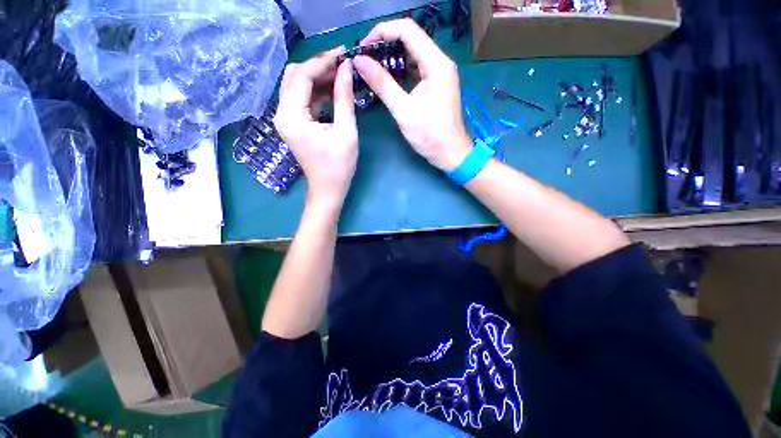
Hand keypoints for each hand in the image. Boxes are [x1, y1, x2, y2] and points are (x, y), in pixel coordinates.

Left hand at [274, 47, 357, 208]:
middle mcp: (282, 113)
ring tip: (341, 74)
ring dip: (318, 78)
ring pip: (298, 86)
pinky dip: (317, 92)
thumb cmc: (339, 166)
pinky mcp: (294, 124)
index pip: (302, 76)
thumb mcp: (346, 132)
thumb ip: (344, 98)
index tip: (344, 53)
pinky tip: (333, 90)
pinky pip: (302, 100)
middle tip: (343, 63)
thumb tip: (347, 68)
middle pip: (295, 76)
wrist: (328, 190)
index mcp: (291, 116)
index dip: (323, 61)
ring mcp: (286, 119)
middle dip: (318, 66)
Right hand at [354, 18, 471, 171]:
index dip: (382, 32)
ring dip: (392, 58)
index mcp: (436, 63)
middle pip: (410, 39)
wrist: (450, 153)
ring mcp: (439, 73)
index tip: (363, 48)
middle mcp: (440, 62)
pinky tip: (387, 80)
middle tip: (365, 60)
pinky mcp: (436, 85)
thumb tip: (359, 61)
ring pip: (412, 54)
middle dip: (385, 45)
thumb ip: (382, 84)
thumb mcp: (403, 110)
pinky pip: (416, 69)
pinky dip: (400, 71)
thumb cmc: (430, 135)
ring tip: (372, 69)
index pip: (407, 30)